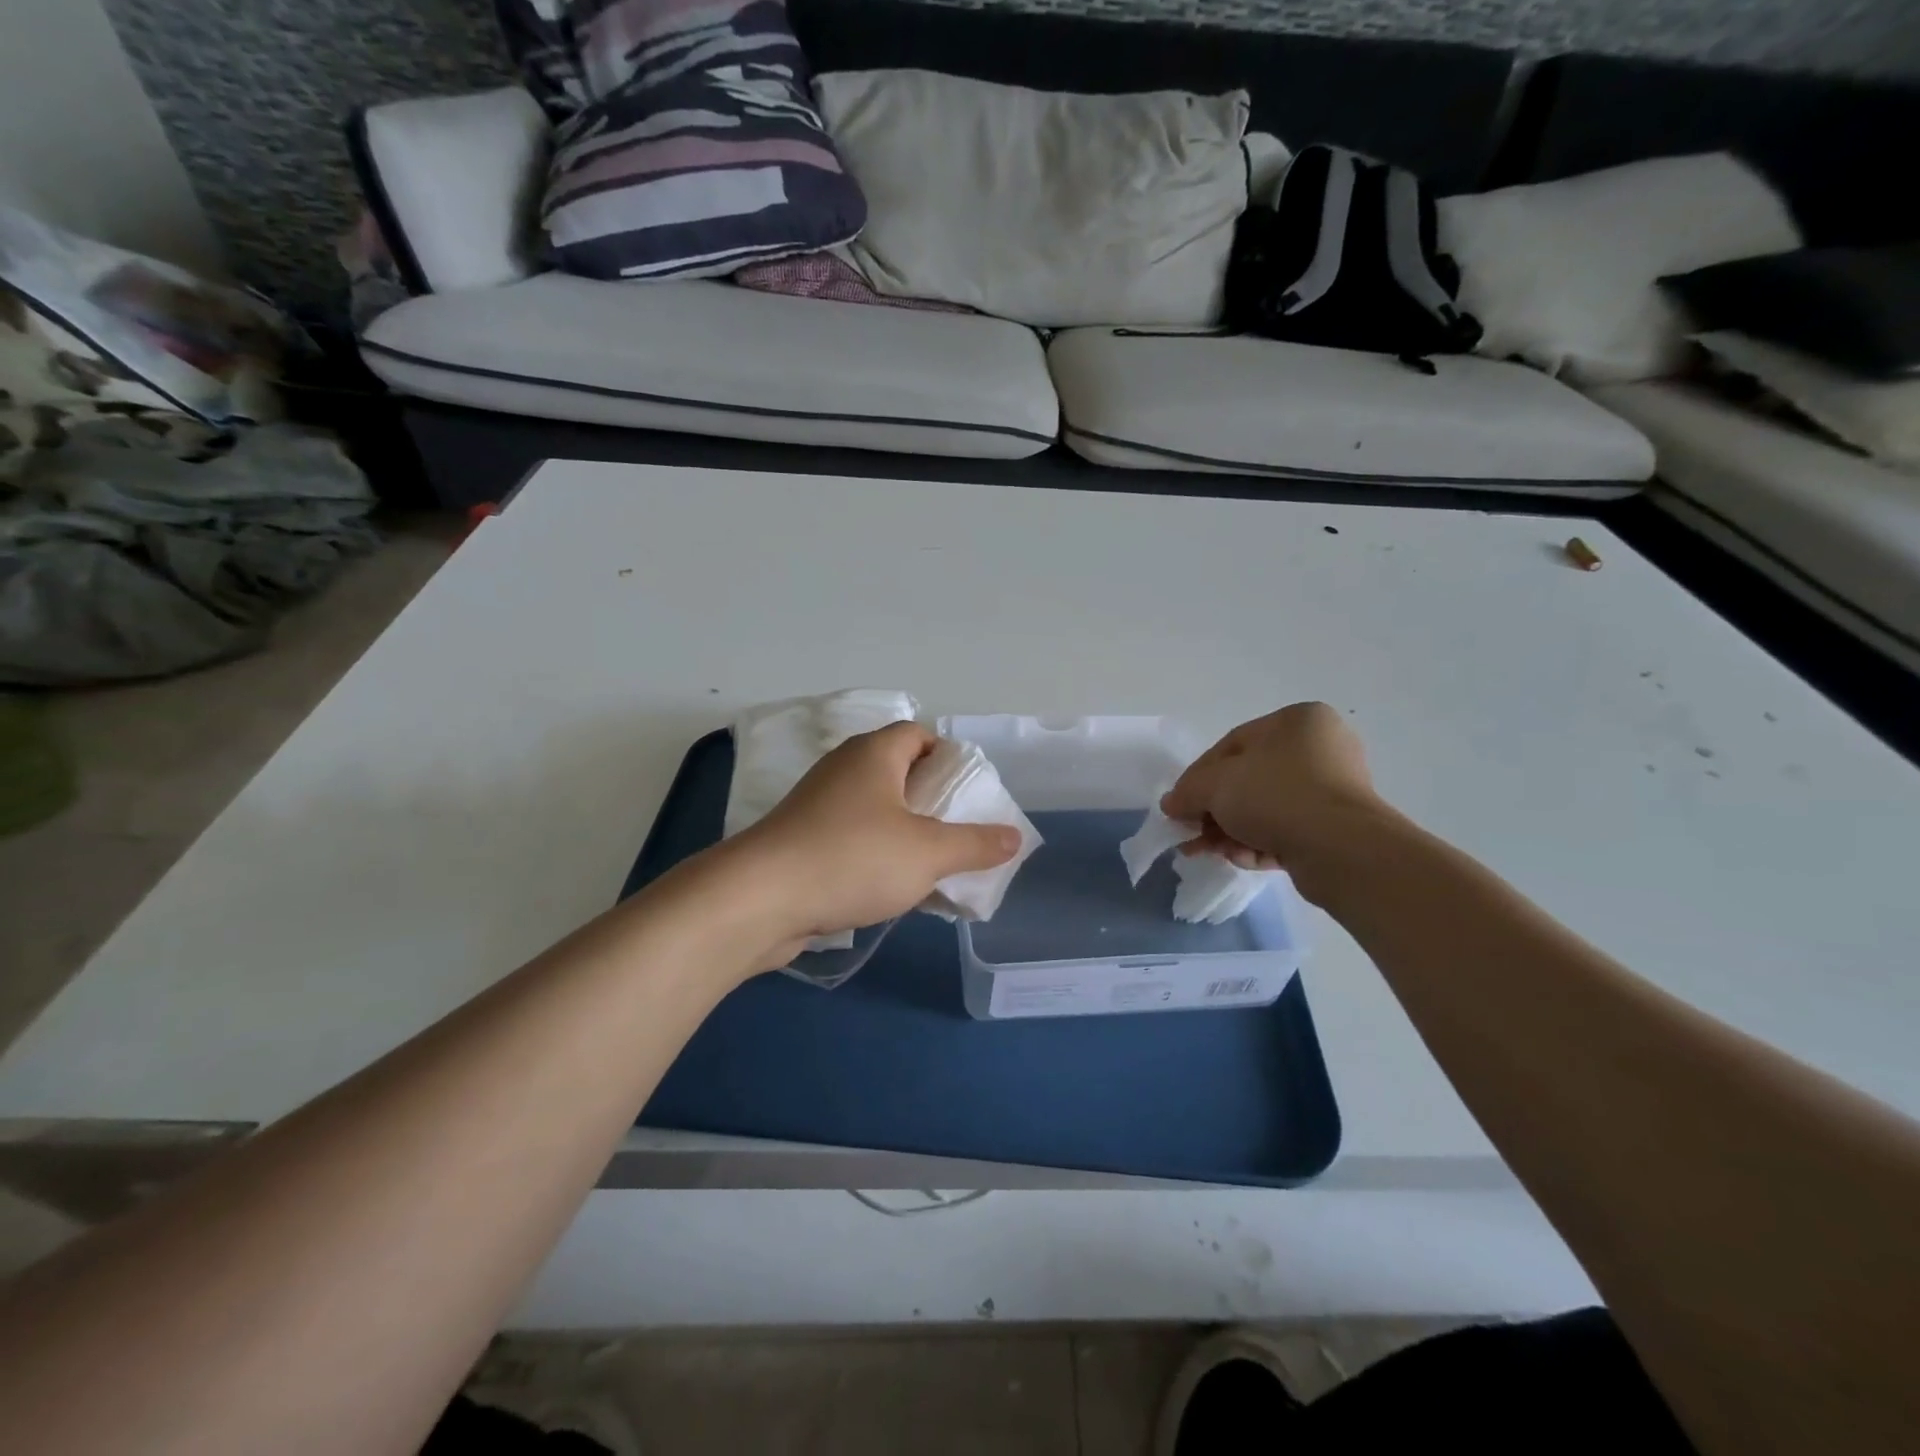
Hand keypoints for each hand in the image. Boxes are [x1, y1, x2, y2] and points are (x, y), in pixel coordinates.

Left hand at [731, 722, 1021, 963]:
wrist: (759, 899)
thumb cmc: (853, 859)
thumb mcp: (928, 853)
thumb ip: (975, 844)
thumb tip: (1014, 837)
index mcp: (874, 755)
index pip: (917, 734)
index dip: (946, 756)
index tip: (967, 791)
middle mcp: (843, 770)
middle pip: (898, 772)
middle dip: (931, 800)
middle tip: (958, 830)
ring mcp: (817, 806)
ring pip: (874, 810)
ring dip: (904, 832)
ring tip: (932, 865)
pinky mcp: (800, 841)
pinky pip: (851, 839)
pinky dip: (875, 855)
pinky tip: (892, 889)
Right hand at [1162, 703, 1386, 883]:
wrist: (1341, 849)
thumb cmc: (1276, 796)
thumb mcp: (1215, 785)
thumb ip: (1187, 791)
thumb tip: (1171, 804)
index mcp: (1298, 721)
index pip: (1233, 745)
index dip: (1198, 776)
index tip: (1178, 804)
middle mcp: (1321, 749)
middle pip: (1248, 780)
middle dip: (1214, 811)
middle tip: (1190, 833)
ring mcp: (1334, 790)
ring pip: (1265, 809)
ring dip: (1231, 831)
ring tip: (1208, 853)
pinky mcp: (1338, 828)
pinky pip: (1288, 830)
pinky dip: (1260, 844)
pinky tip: (1242, 860)